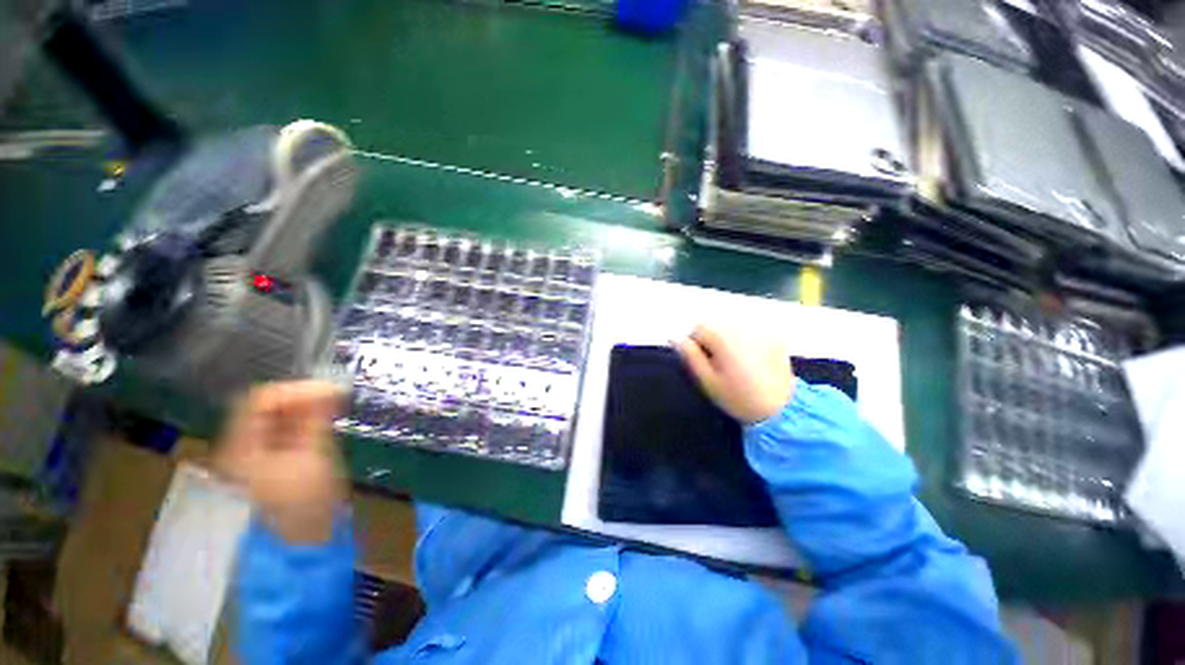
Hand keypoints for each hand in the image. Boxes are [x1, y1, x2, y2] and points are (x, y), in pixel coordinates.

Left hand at [215, 381, 345, 543]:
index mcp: (241, 448)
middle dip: (303, 398)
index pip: (261, 400)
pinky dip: (303, 424)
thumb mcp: (313, 458)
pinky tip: (322, 426)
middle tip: (336, 399)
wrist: (300, 550)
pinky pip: (281, 434)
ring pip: (274, 420)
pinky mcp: (266, 467)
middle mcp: (238, 449)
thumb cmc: (305, 506)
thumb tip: (330, 388)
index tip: (334, 391)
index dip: (299, 390)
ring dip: (304, 410)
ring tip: (334, 410)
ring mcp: (250, 459)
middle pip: (265, 408)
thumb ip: (316, 420)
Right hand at [674, 324, 794, 423]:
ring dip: (728, 340)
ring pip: (733, 328)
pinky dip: (746, 341)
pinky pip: (751, 332)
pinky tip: (752, 361)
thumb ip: (691, 356)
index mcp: (723, 337)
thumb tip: (676, 339)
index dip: (695, 344)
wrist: (781, 410)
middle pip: (716, 325)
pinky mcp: (775, 338)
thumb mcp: (708, 380)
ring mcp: (761, 331)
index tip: (702, 362)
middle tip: (718, 365)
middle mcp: (742, 328)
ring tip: (736, 364)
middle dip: (712, 340)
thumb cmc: (739, 397)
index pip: (698, 328)